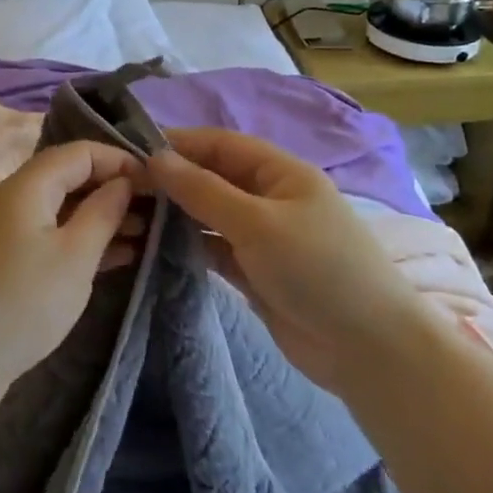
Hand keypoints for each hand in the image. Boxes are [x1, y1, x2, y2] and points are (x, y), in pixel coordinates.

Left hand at [0, 141, 143, 417]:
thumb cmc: (22, 301)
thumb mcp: (75, 256)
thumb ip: (103, 212)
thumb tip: (123, 183)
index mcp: (29, 185)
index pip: (81, 152)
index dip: (120, 160)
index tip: (158, 183)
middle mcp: (17, 198)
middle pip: (72, 176)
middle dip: (115, 188)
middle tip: (159, 209)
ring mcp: (12, 231)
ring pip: (66, 209)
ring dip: (104, 216)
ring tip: (147, 234)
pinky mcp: (12, 261)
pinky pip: (56, 236)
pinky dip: (86, 241)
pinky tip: (121, 256)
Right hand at [148, 128, 429, 392]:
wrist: (367, 348)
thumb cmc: (316, 268)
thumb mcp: (257, 223)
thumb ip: (203, 190)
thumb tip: (156, 158)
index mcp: (282, 172)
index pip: (222, 145)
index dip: (181, 143)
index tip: (133, 149)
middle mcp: (270, 198)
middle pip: (214, 177)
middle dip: (174, 179)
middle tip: (125, 186)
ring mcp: (263, 236)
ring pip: (211, 214)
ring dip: (178, 212)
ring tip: (131, 213)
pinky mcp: (255, 272)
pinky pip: (215, 247)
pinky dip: (190, 244)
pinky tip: (156, 245)